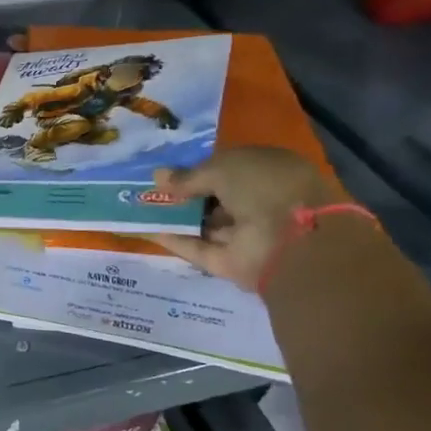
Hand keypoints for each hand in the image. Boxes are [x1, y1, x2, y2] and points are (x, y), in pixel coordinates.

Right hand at [151, 147, 343, 292]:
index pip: (227, 169)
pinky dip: (171, 239)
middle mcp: (258, 202)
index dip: (197, 170)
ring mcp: (243, 234)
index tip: (167, 173)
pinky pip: (195, 247)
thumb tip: (157, 176)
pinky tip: (142, 229)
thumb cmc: (264, 188)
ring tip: (137, 207)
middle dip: (182, 194)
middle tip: (147, 190)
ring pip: (202, 223)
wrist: (294, 242)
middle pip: (213, 198)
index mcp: (267, 172)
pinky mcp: (228, 261)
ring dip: (173, 216)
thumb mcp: (222, 168)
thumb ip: (188, 175)